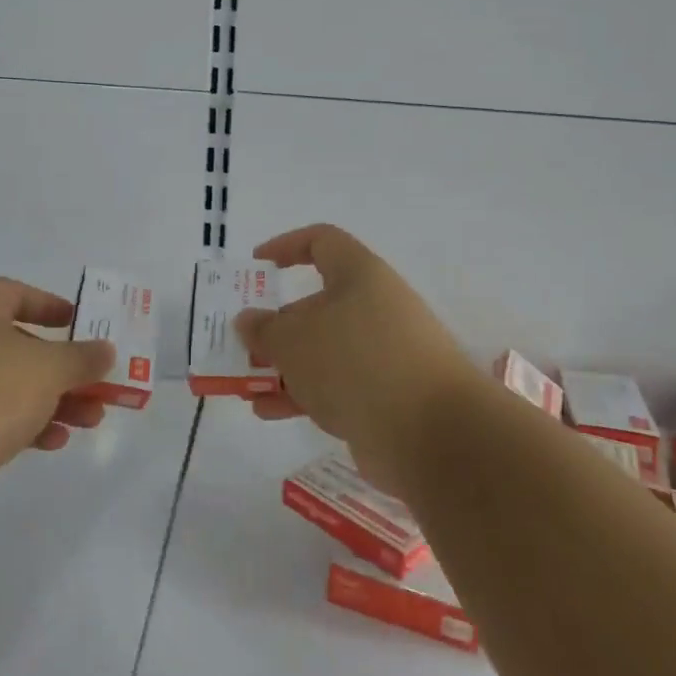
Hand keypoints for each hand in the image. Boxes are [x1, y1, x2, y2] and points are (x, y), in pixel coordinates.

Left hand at [0, 278, 115, 527]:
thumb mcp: (48, 369)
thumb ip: (82, 358)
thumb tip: (105, 350)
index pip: (15, 293)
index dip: (51, 306)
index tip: (81, 324)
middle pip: (16, 343)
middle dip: (62, 366)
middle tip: (95, 382)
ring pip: (5, 384)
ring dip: (50, 399)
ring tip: (91, 420)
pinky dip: (22, 424)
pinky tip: (54, 442)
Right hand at [236, 225, 479, 488]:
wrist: (433, 433)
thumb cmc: (355, 362)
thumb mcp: (293, 340)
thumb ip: (264, 329)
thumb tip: (249, 321)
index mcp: (359, 275)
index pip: (321, 242)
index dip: (286, 246)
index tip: (256, 267)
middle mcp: (375, 308)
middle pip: (317, 304)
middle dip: (275, 325)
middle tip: (242, 344)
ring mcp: (383, 354)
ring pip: (323, 351)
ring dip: (283, 366)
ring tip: (244, 384)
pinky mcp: (386, 396)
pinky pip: (335, 386)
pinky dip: (302, 395)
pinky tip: (268, 412)